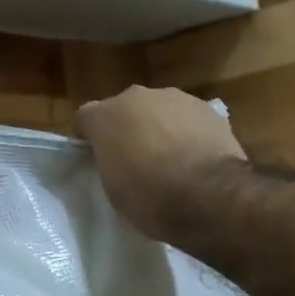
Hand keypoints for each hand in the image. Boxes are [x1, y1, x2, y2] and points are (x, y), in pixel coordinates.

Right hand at [76, 86, 247, 241]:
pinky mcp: (206, 107)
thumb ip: (110, 164)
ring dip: (159, 127)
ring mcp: (174, 97)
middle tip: (136, 158)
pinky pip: (188, 117)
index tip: (97, 156)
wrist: (209, 194)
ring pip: (158, 110)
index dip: (90, 136)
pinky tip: (197, 156)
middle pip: (124, 109)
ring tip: (172, 159)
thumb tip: (119, 159)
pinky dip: (188, 132)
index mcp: (106, 116)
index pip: (85, 117)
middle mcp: (136, 97)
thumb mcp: (114, 190)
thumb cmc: (151, 198)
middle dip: (127, 128)